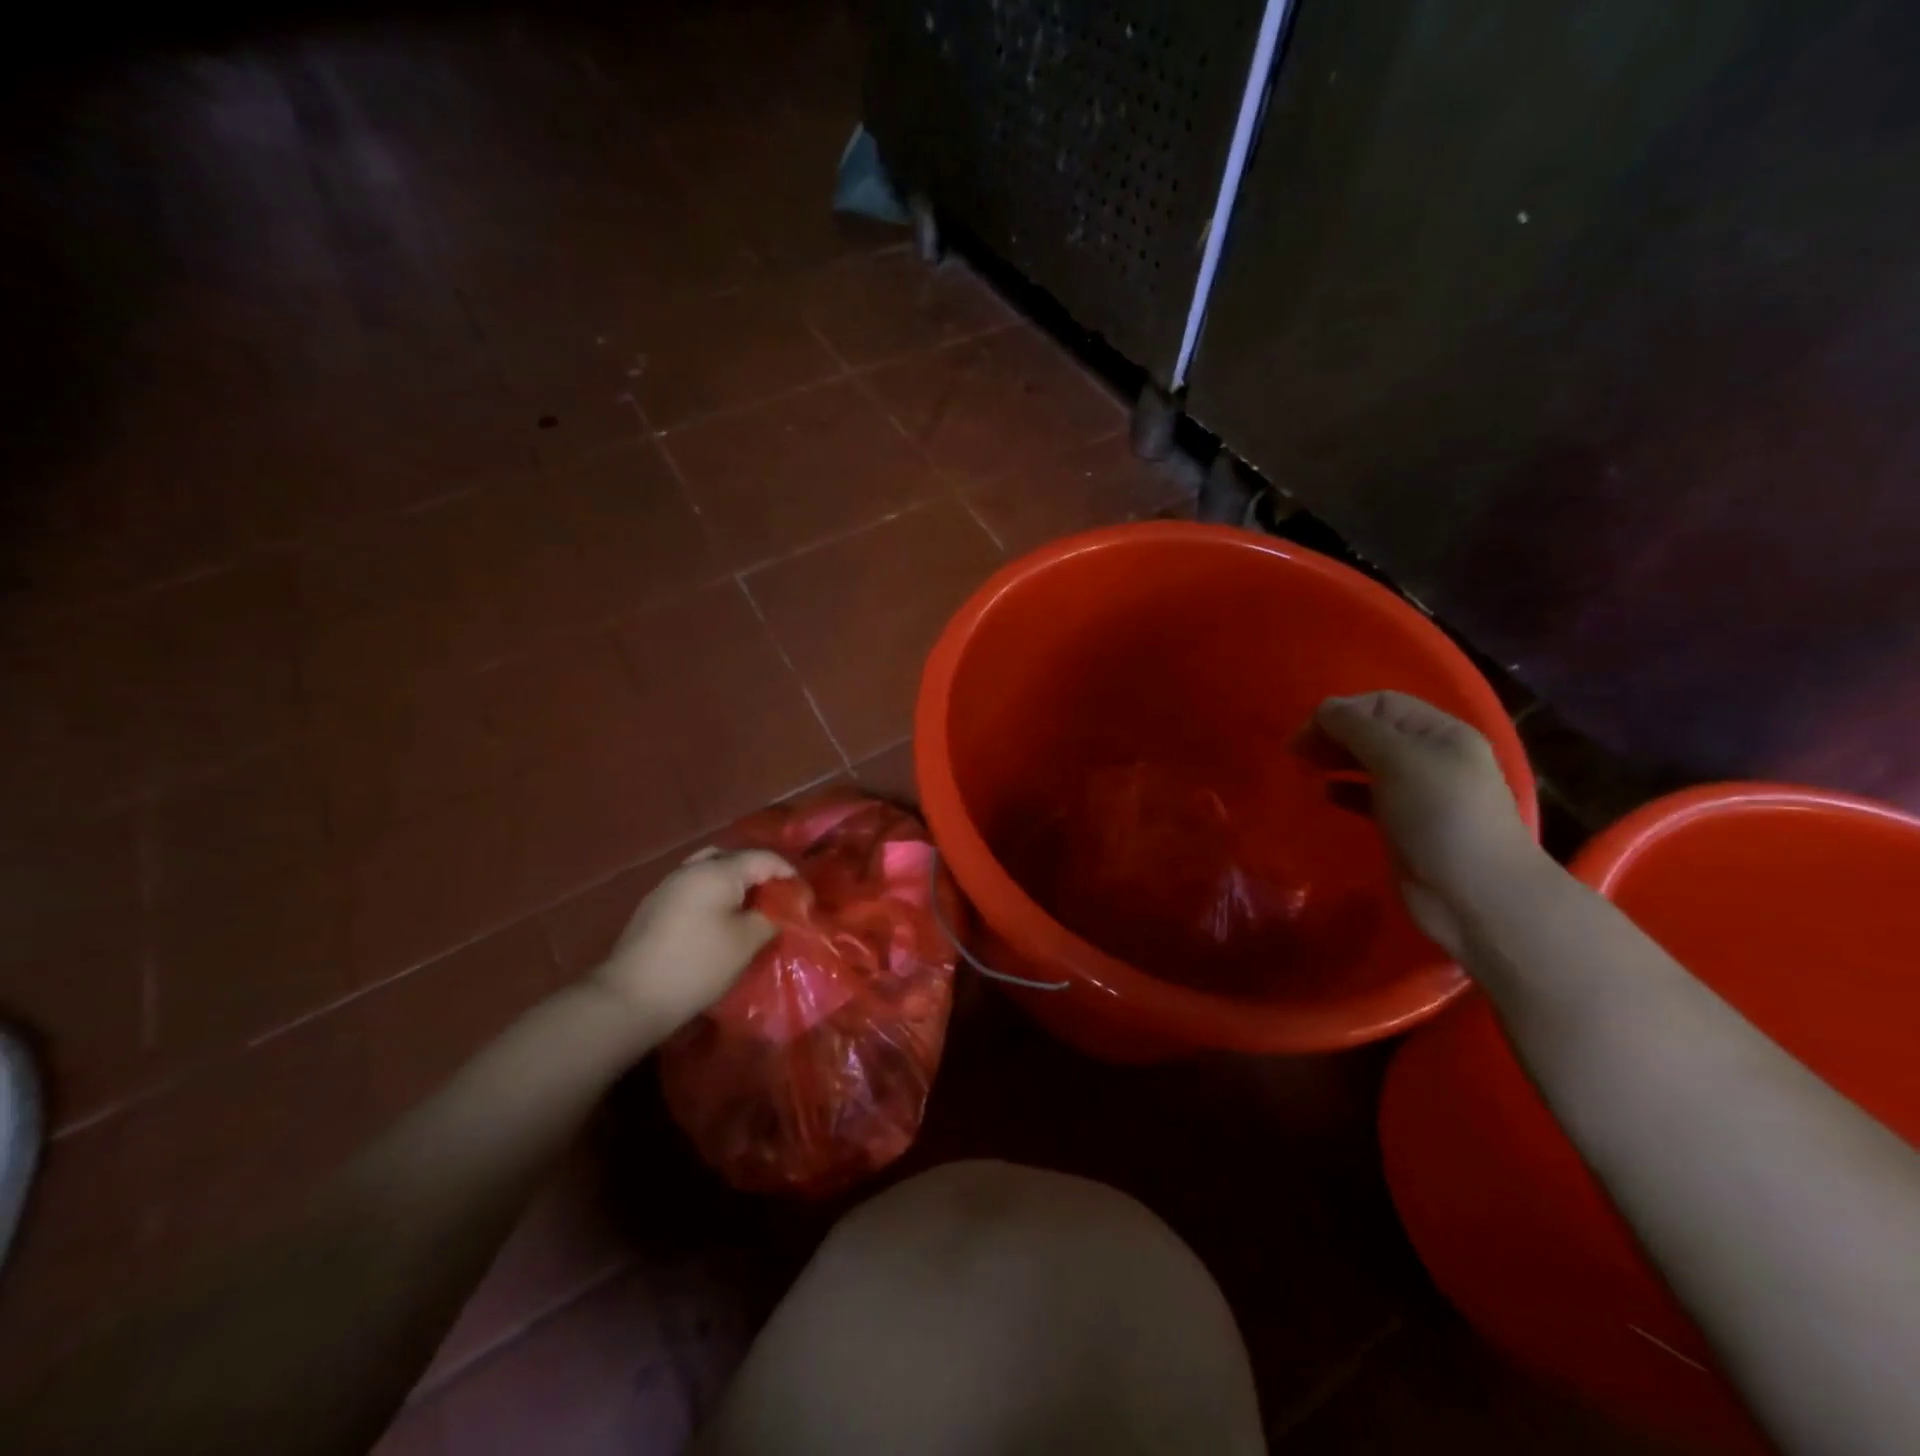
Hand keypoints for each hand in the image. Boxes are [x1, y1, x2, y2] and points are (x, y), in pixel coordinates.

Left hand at [592, 847, 794, 1035]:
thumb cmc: (697, 965)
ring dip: (733, 882)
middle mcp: (691, 869)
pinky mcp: (654, 906)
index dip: (788, 874)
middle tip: (777, 897)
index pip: (764, 858)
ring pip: (710, 870)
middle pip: (734, 857)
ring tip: (749, 906)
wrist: (630, 998)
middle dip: (759, 872)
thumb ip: (771, 917)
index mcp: (717, 871)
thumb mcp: (746, 942)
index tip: (804, 898)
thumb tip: (781, 908)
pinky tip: (718, 919)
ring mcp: (668, 885)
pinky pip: (693, 887)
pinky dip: (713, 894)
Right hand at [1312, 691, 1540, 956]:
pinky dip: (1344, 790)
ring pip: (1367, 762)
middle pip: (1373, 730)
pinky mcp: (1404, 824)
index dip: (1342, 711)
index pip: (1382, 703)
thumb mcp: (1399, 761)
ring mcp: (1418, 792)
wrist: (1475, 894)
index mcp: (1440, 733)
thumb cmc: (1440, 816)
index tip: (1307, 733)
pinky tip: (1325, 794)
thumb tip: (1324, 708)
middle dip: (1334, 734)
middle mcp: (1430, 757)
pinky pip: (1367, 795)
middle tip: (1297, 751)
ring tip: (1306, 768)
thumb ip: (1358, 729)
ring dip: (1336, 759)